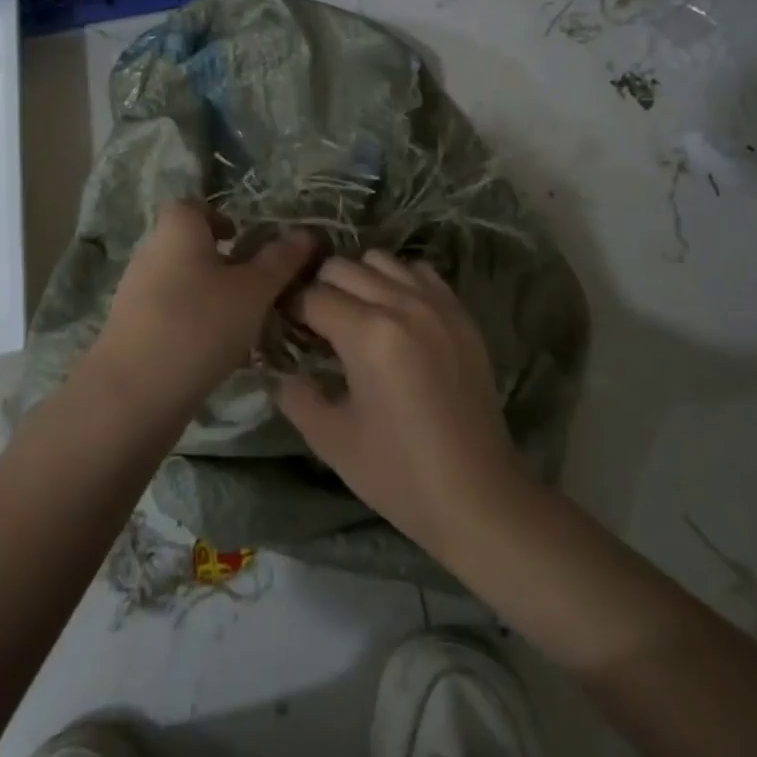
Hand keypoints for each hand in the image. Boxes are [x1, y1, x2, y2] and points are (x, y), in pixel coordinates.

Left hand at [91, 201, 314, 409]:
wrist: (135, 392)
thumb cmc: (200, 324)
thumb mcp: (254, 291)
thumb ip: (280, 261)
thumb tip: (306, 234)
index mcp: (176, 230)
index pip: (194, 207)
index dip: (219, 218)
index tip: (244, 240)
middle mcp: (150, 252)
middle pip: (189, 247)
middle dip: (222, 263)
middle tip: (256, 288)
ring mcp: (135, 293)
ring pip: (181, 283)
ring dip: (210, 297)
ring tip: (243, 325)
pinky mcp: (130, 330)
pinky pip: (169, 315)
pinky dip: (193, 325)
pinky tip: (216, 354)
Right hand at [275, 250, 533, 556]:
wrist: (478, 496)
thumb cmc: (399, 474)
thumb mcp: (330, 440)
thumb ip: (294, 394)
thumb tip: (278, 368)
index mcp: (367, 334)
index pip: (310, 296)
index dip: (288, 310)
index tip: (283, 329)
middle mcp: (402, 304)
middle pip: (342, 267)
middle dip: (319, 290)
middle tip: (315, 325)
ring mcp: (437, 305)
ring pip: (381, 260)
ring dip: (359, 280)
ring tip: (355, 315)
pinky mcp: (461, 314)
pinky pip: (420, 272)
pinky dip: (399, 282)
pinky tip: (395, 316)